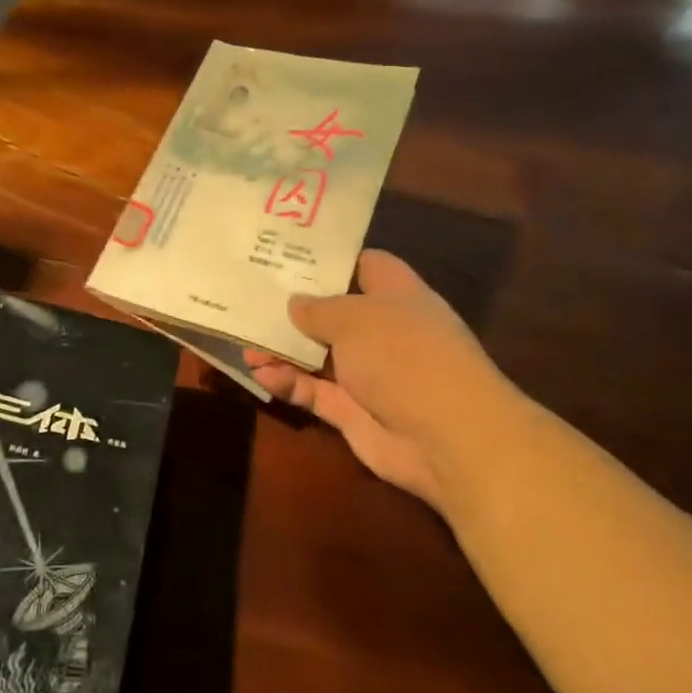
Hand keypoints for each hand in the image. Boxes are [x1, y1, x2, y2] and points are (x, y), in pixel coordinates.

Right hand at [246, 250, 516, 517]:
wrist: (447, 437)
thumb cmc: (404, 355)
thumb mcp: (356, 318)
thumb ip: (319, 309)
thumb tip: (295, 303)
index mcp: (396, 295)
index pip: (364, 265)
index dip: (330, 260)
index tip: (288, 255)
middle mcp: (383, 330)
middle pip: (333, 312)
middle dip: (294, 307)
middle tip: (250, 297)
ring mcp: (369, 373)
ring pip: (317, 354)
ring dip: (282, 349)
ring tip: (244, 343)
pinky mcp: (353, 410)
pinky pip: (314, 391)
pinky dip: (289, 382)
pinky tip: (260, 373)